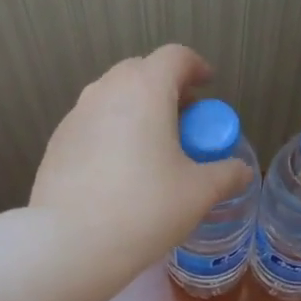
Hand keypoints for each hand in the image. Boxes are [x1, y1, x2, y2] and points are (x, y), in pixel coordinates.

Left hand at [30, 45, 251, 269]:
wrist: (69, 243)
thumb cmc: (144, 209)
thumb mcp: (198, 193)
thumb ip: (226, 174)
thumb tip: (242, 170)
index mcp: (145, 90)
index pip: (176, 57)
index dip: (197, 67)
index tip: (208, 86)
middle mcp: (106, 91)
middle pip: (141, 72)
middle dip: (167, 89)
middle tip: (184, 122)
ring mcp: (76, 115)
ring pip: (113, 97)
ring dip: (137, 110)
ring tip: (153, 148)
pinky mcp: (57, 142)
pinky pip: (93, 123)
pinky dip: (113, 132)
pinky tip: (120, 171)